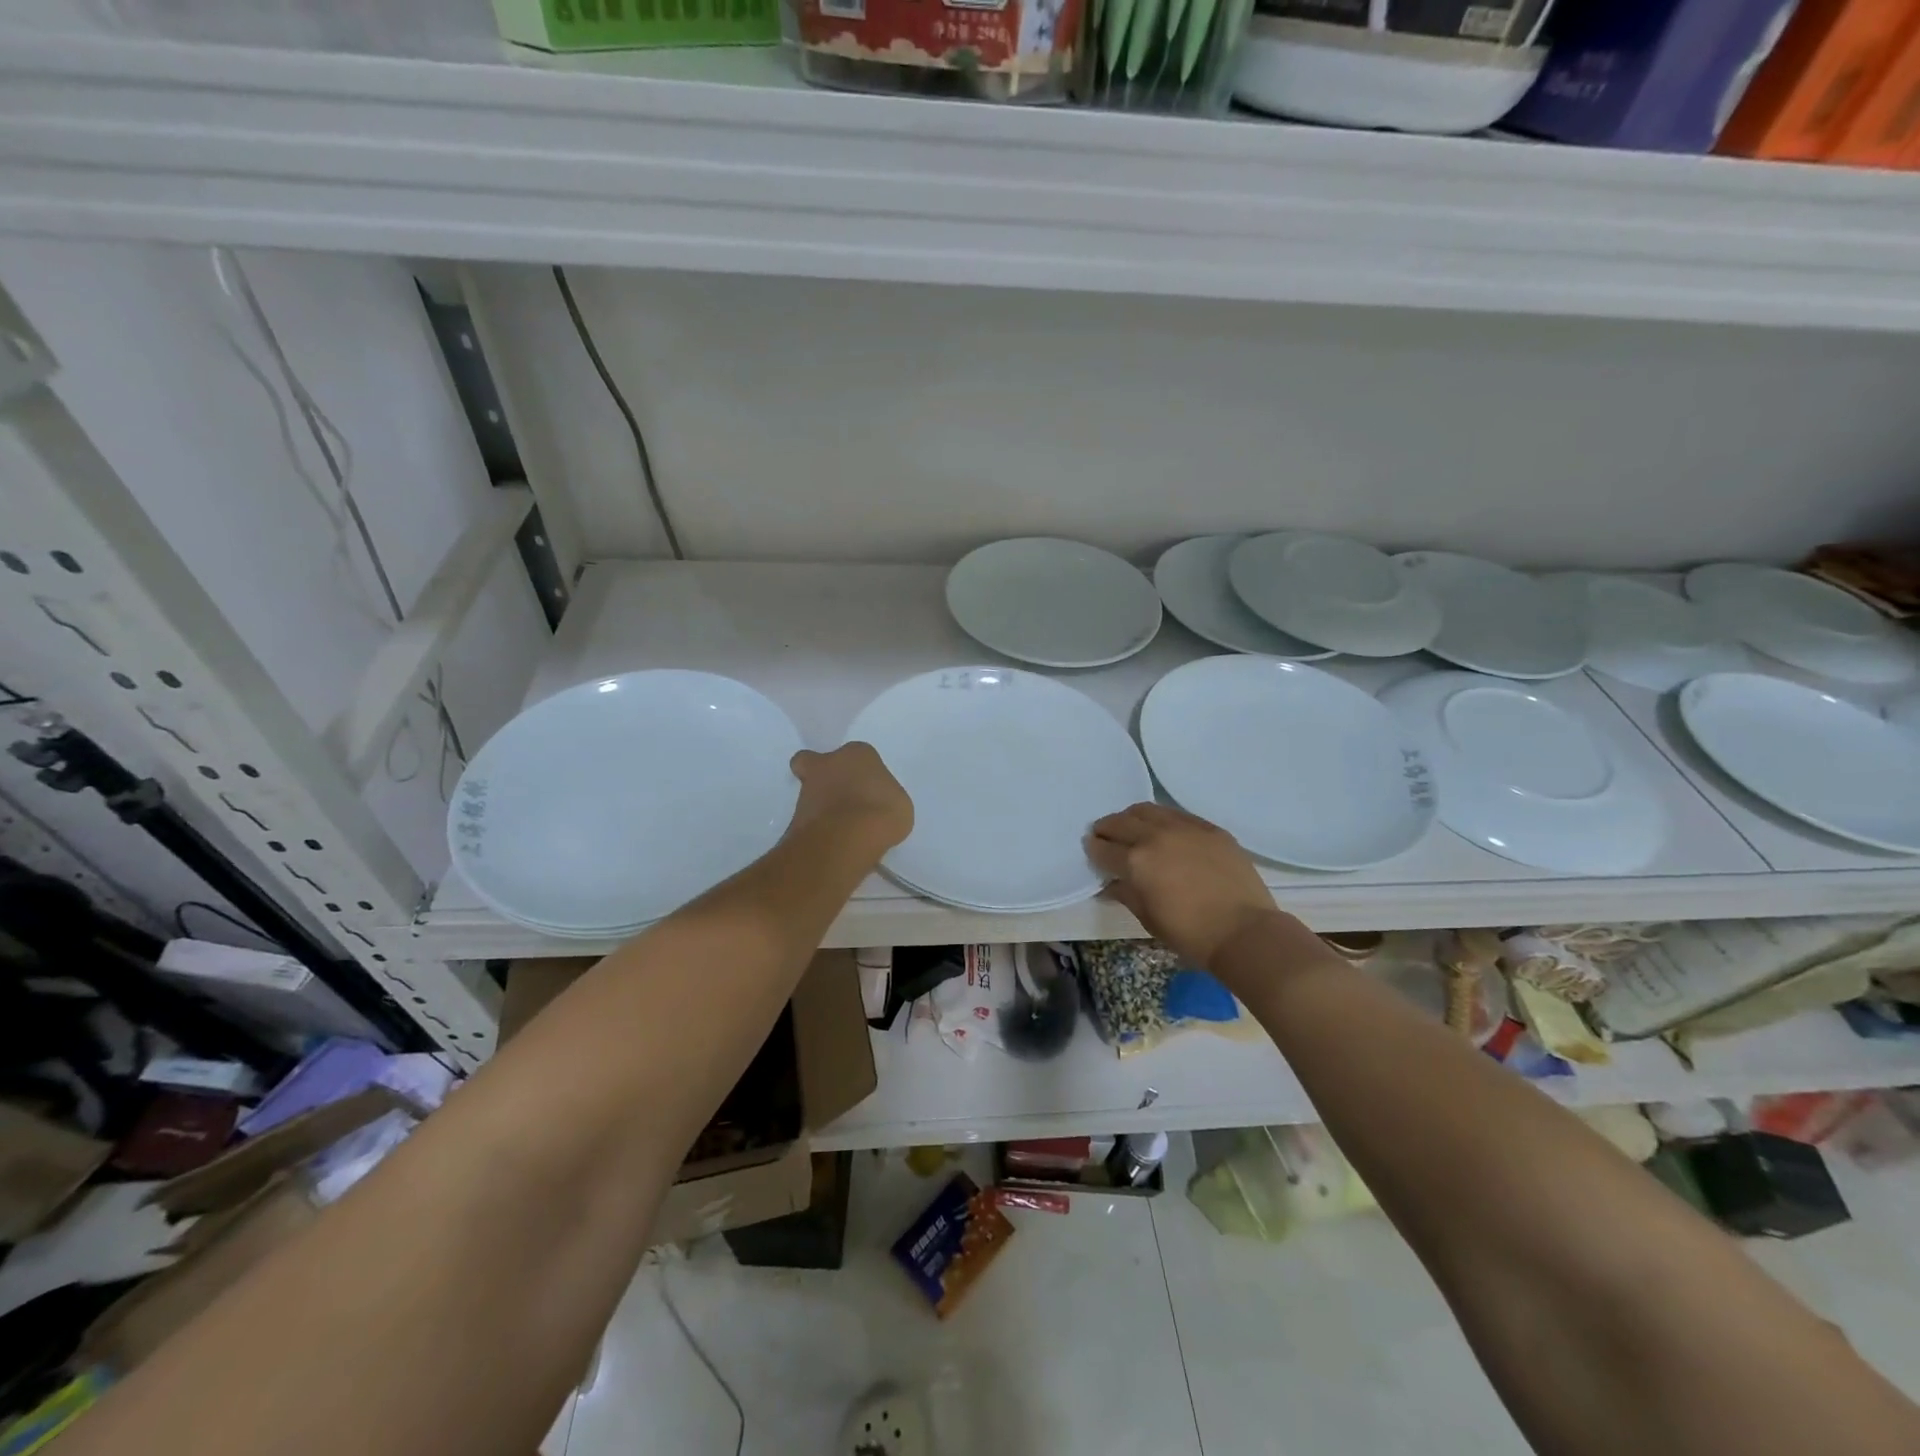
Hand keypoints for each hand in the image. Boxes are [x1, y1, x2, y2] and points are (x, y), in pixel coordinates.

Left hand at [788, 743, 913, 853]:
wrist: (846, 837)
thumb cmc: (881, 811)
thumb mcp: (899, 805)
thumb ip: (883, 799)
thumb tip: (874, 808)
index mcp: (858, 753)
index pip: (858, 756)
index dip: (862, 772)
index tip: (869, 790)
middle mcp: (828, 763)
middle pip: (817, 763)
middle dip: (824, 777)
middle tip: (841, 799)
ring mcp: (807, 789)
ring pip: (809, 792)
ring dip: (821, 806)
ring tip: (841, 831)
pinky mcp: (795, 816)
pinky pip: (807, 820)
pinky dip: (817, 829)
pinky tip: (833, 843)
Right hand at [1087, 803, 1280, 968]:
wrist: (1244, 931)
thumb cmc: (1190, 934)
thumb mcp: (1148, 919)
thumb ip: (1125, 894)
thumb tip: (1110, 884)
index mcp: (1136, 862)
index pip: (1103, 848)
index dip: (1093, 849)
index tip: (1091, 850)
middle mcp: (1155, 836)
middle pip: (1120, 822)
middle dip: (1106, 828)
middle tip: (1104, 835)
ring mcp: (1184, 828)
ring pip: (1147, 810)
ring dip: (1131, 817)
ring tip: (1131, 827)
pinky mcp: (1209, 828)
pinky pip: (1176, 814)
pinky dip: (1161, 818)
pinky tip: (1163, 829)